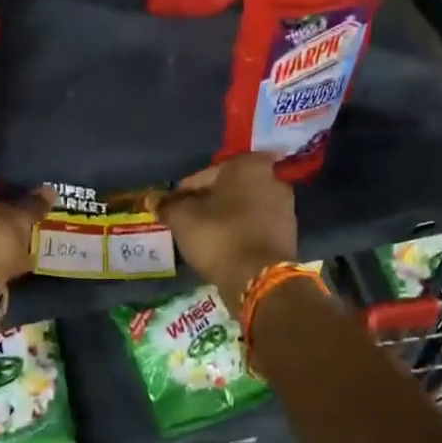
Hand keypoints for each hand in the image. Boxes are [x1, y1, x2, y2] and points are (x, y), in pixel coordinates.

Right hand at [153, 154, 296, 312]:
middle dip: (207, 202)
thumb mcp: (182, 219)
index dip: (184, 191)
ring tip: (202, 235)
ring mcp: (284, 206)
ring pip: (243, 207)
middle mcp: (272, 178)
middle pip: (228, 189)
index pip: (205, 174)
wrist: (259, 277)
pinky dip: (239, 231)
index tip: (171, 208)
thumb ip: (167, 205)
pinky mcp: (288, 232)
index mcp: (247, 165)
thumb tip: (152, 198)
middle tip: (186, 220)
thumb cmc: (219, 236)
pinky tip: (223, 246)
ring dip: (224, 217)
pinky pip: (255, 225)